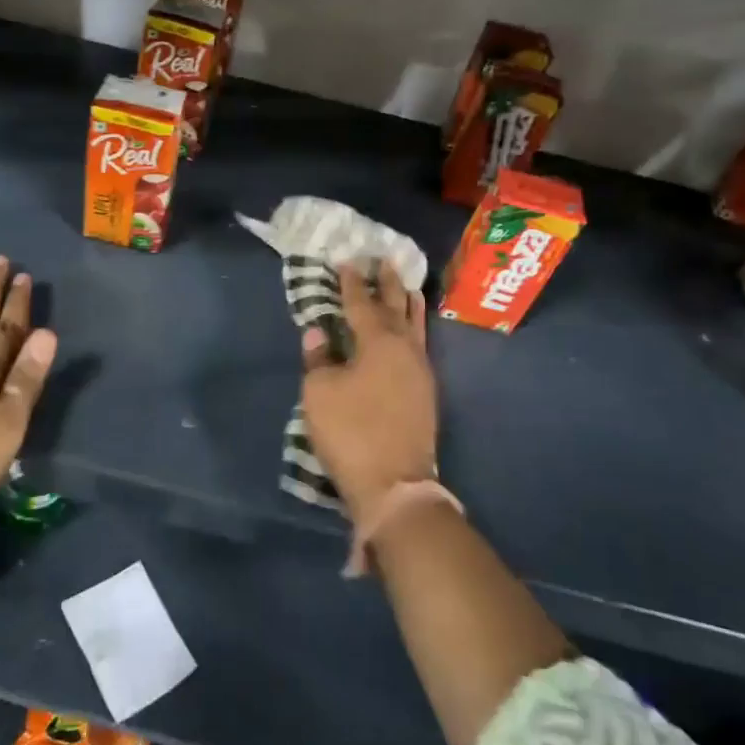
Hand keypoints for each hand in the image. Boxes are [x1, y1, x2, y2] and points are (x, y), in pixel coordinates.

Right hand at [300, 262, 437, 529]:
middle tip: (384, 261)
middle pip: (396, 307)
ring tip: (406, 286)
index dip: (351, 283)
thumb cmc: (351, 431)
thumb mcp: (320, 393)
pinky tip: (410, 330)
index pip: (362, 303)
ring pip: (415, 326)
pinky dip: (414, 328)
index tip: (346, 261)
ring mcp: (420, 372)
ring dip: (407, 304)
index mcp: (378, 342)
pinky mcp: (425, 394)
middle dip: (388, 284)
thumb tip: (318, 332)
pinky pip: (420, 345)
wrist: (394, 483)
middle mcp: (405, 349)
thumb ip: (319, 358)